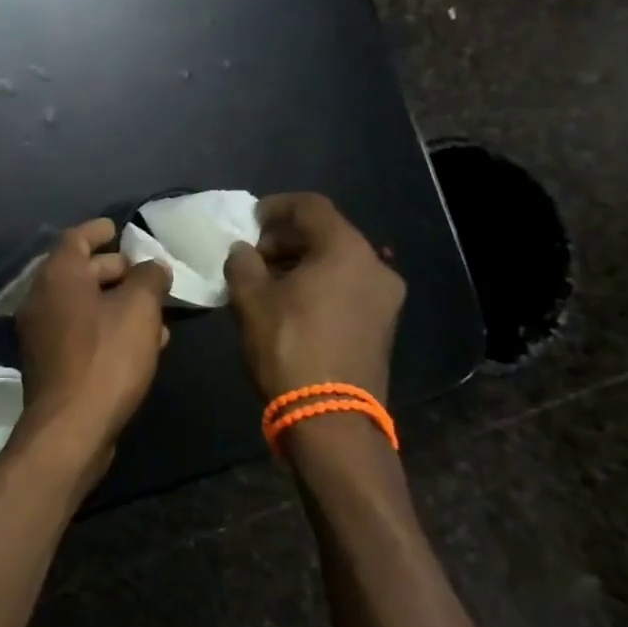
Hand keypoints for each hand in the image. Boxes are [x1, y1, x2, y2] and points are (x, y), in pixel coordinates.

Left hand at [12, 218, 170, 476]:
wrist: (70, 428)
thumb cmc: (106, 357)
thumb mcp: (139, 310)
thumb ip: (149, 279)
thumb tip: (153, 266)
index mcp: (58, 275)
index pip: (76, 237)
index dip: (98, 230)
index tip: (118, 228)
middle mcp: (42, 297)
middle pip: (79, 270)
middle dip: (114, 269)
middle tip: (145, 273)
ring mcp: (41, 331)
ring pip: (83, 304)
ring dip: (116, 302)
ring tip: (154, 310)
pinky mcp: (50, 361)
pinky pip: (81, 331)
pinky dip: (107, 327)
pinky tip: (141, 343)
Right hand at [224, 193, 404, 403]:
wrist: (331, 420)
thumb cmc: (288, 346)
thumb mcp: (251, 298)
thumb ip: (242, 262)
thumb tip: (243, 251)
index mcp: (346, 250)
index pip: (310, 206)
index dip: (276, 206)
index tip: (249, 221)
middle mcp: (375, 266)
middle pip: (327, 232)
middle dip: (286, 237)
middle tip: (253, 254)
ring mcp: (385, 298)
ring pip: (338, 261)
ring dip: (302, 262)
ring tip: (267, 280)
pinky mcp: (383, 325)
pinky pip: (348, 286)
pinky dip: (320, 283)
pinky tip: (290, 303)